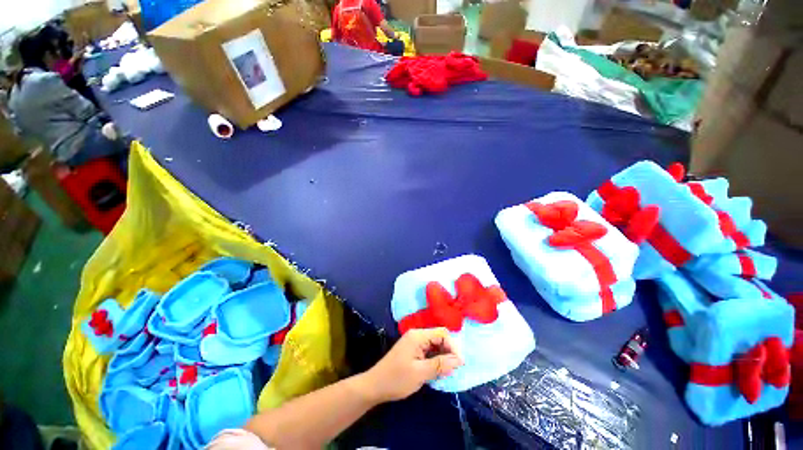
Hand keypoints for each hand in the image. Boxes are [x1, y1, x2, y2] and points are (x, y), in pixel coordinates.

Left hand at [358, 328, 463, 402]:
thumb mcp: (420, 373)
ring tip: (446, 372)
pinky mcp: (412, 350)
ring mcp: (414, 342)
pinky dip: (435, 359)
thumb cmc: (396, 379)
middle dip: (449, 352)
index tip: (459, 364)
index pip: (442, 333)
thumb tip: (459, 360)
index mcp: (418, 336)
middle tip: (453, 370)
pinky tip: (437, 371)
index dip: (453, 346)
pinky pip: (429, 350)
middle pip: (439, 337)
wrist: (375, 386)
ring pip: (435, 345)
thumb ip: (440, 365)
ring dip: (443, 356)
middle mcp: (417, 335)